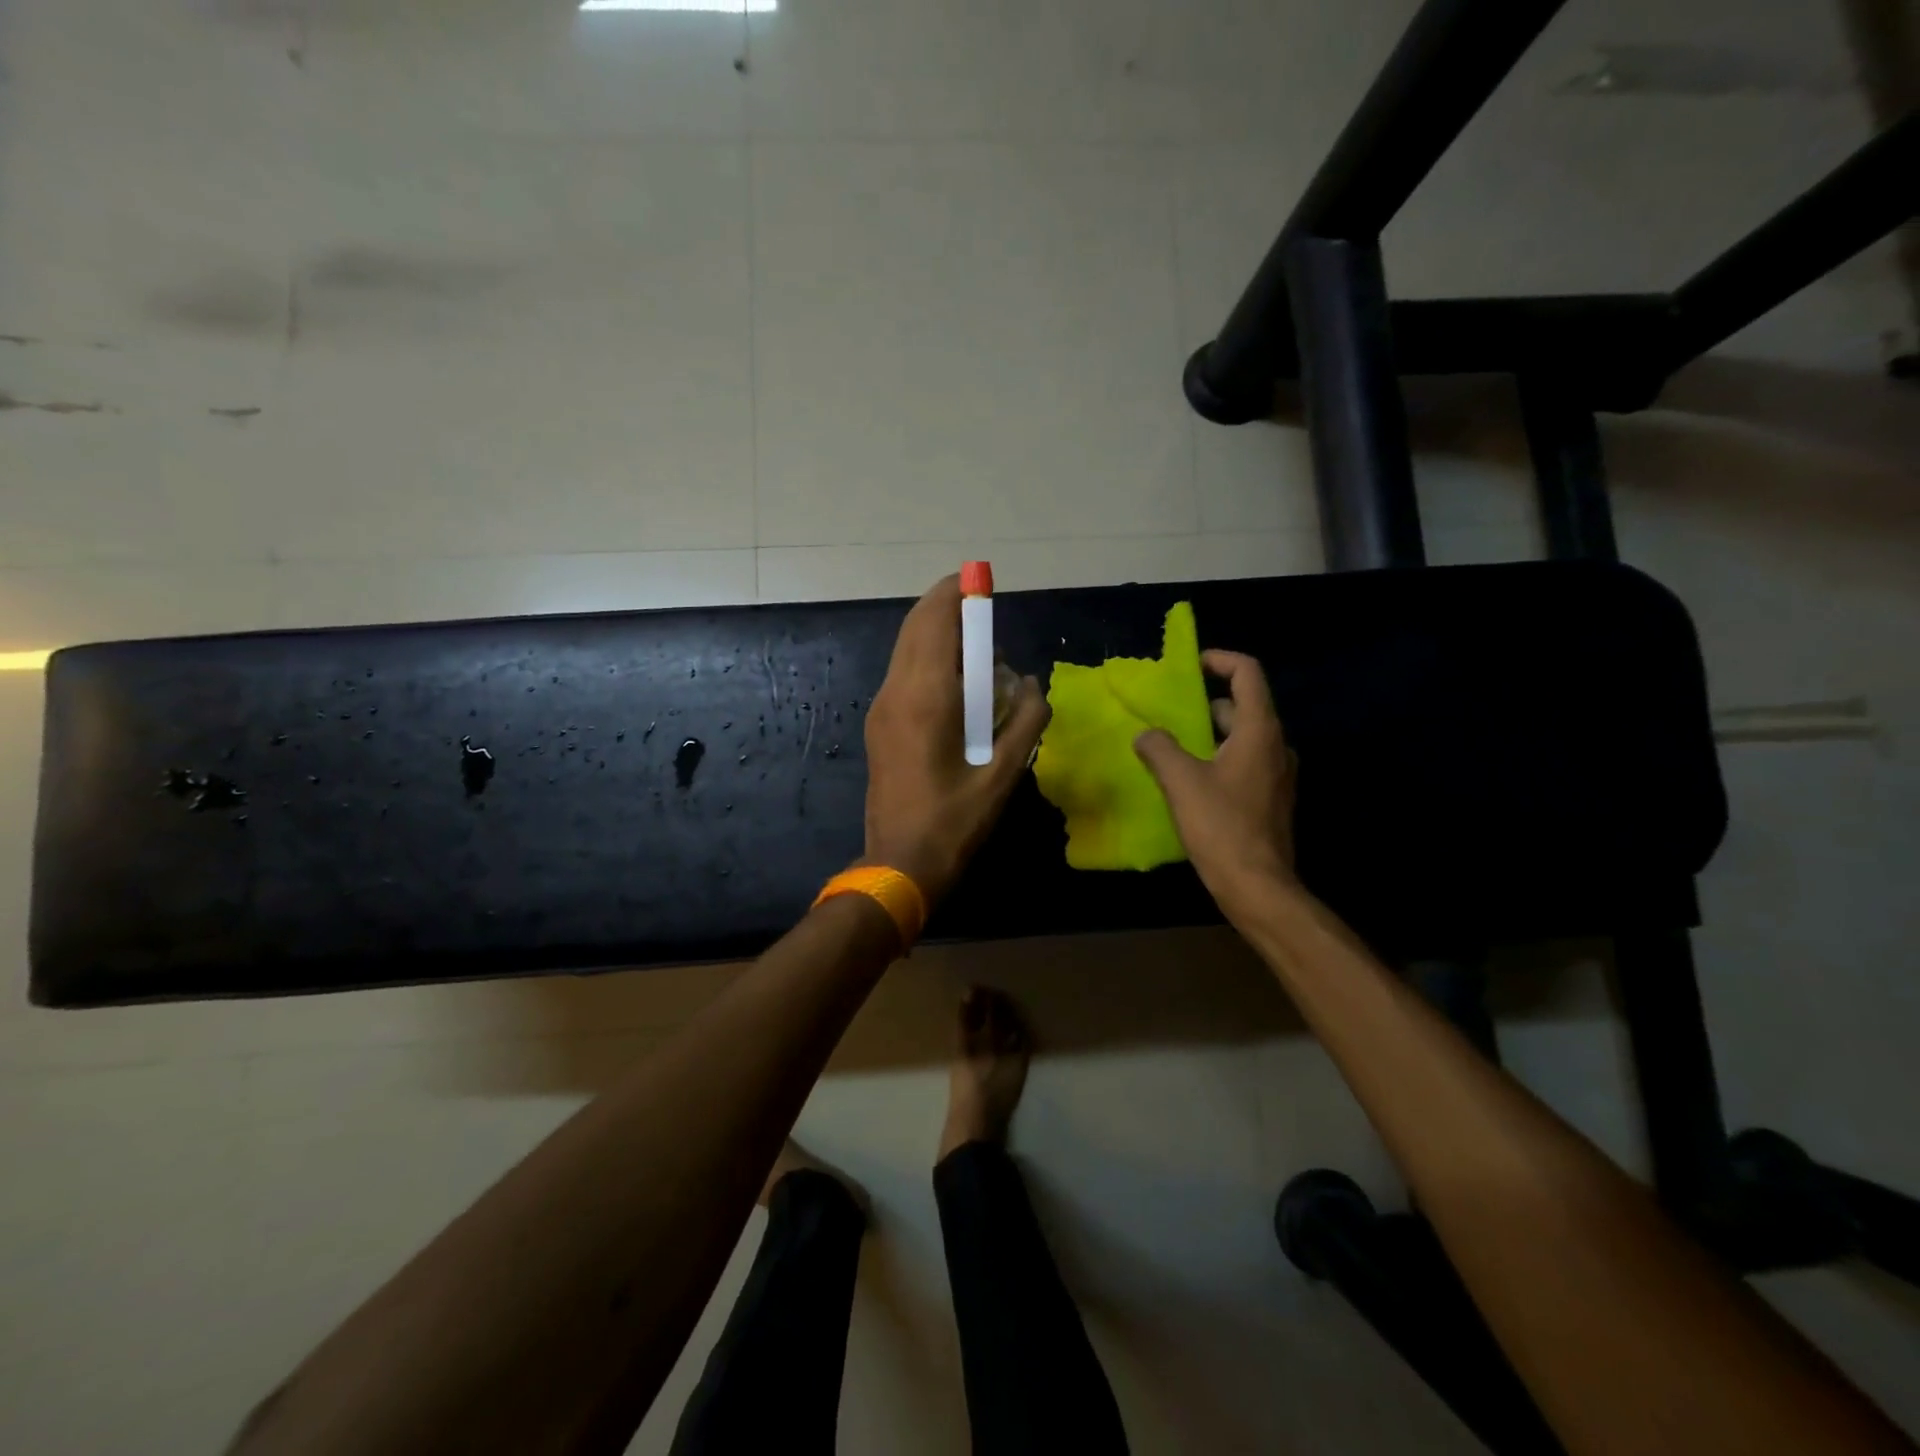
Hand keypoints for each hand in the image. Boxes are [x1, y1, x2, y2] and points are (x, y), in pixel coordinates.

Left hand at [863, 575, 1050, 901]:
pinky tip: (956, 683)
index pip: (937, 621)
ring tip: (976, 649)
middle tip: (982, 610)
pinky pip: (903, 672)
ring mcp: (881, 707)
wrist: (899, 863)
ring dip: (938, 635)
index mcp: (927, 696)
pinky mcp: (878, 724)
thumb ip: (1028, 719)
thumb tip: (1031, 682)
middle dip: (947, 607)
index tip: (981, 582)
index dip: (958, 594)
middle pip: (916, 626)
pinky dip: (928, 659)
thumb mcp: (1005, 772)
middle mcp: (897, 690)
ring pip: (906, 649)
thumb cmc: (955, 820)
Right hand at [1133, 650, 1297, 916]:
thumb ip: (1159, 748)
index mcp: (1258, 731)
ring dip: (1209, 735)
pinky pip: (1243, 763)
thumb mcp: (1180, 782)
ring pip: (1241, 738)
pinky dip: (1218, 759)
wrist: (1258, 886)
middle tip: (1169, 713)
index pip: (1248, 674)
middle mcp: (1275, 746)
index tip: (1192, 665)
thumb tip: (1146, 734)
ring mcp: (1276, 775)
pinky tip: (1190, 780)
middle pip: (1242, 707)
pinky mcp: (1270, 799)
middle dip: (1205, 703)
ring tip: (1172, 746)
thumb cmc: (1221, 826)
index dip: (1221, 660)